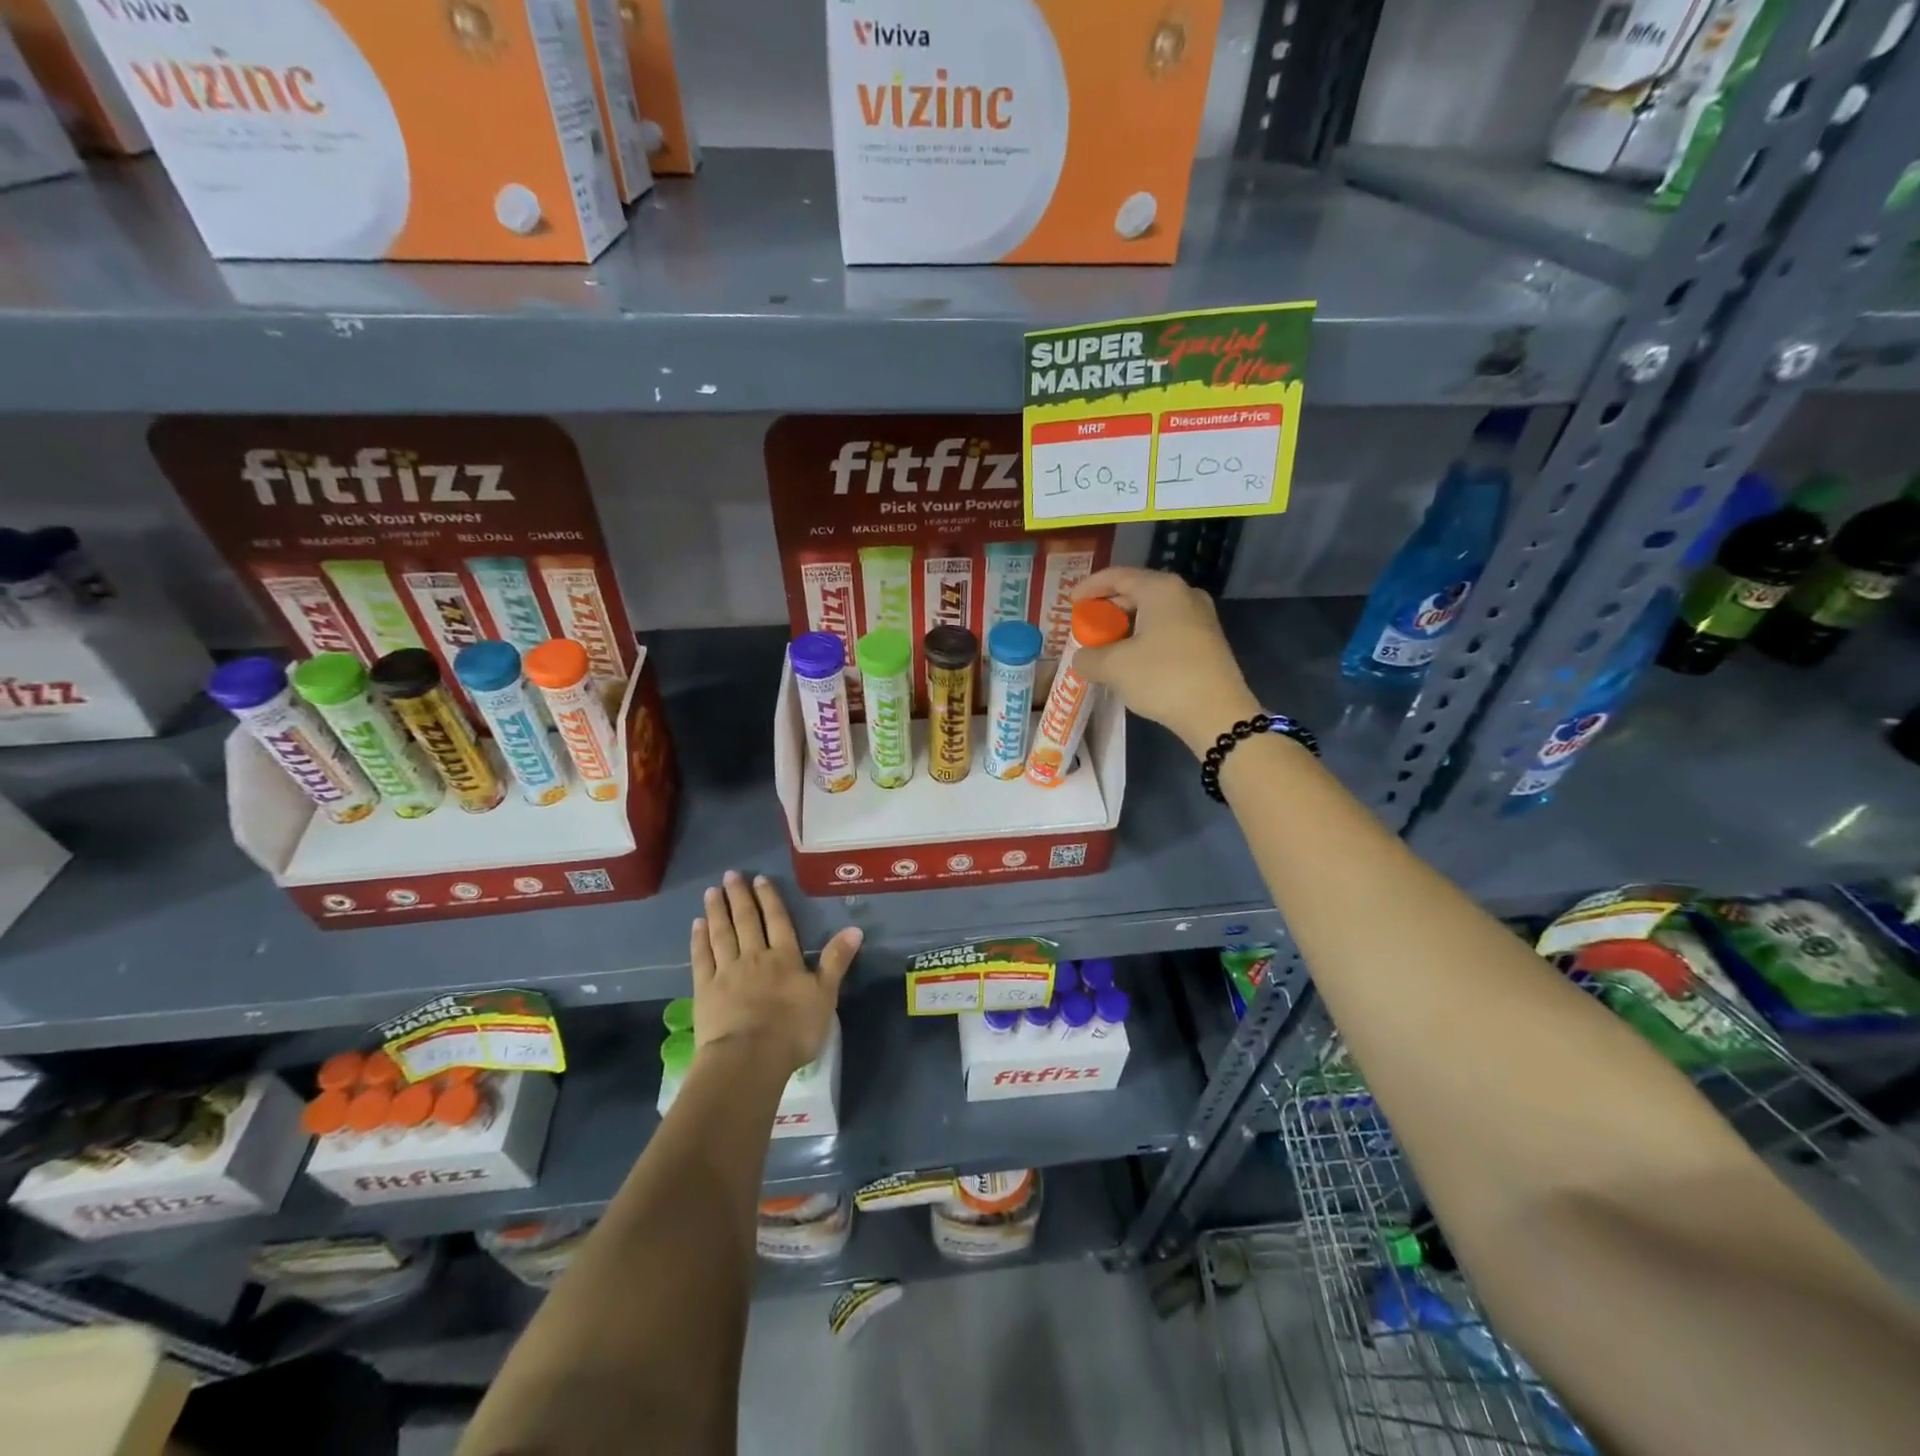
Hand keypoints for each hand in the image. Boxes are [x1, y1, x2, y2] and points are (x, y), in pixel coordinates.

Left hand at [691, 871, 861, 1074]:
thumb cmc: (792, 1030)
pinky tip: (697, 925)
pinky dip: (699, 940)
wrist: (749, 1058)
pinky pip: (702, 958)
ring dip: (717, 911)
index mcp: (785, 958)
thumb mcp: (825, 995)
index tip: (759, 879)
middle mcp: (755, 957)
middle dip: (740, 897)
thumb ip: (837, 961)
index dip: (769, 900)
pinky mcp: (705, 991)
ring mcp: (727, 973)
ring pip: (722, 934)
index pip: (778, 922)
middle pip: (747, 922)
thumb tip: (855, 928)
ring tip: (711, 891)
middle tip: (731, 875)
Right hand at [1070, 567, 1259, 755]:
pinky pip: (1167, 628)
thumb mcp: (1114, 667)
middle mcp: (1184, 594)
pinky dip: (1144, 637)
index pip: (1118, 576)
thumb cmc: (1162, 678)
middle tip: (1087, 625)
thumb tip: (1081, 658)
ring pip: (1153, 612)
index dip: (1090, 587)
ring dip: (1126, 626)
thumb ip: (1088, 657)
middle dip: (1108, 608)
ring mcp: (1200, 617)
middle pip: (1137, 591)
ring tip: (1105, 645)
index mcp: (1161, 589)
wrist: (1217, 713)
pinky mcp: (1207, 640)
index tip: (1071, 602)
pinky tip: (1132, 659)